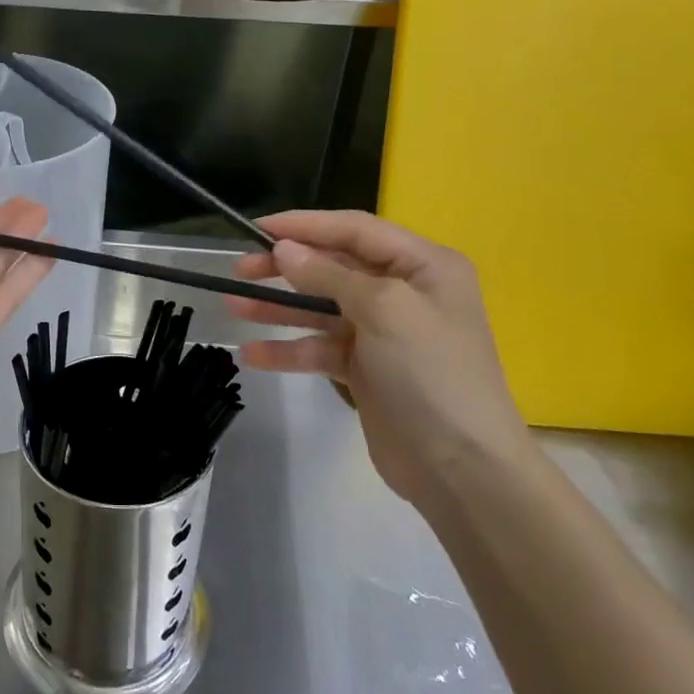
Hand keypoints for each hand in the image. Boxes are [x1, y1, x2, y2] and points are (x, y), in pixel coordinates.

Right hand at [227, 210, 532, 501]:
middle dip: (285, 267)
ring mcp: (384, 332)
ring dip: (278, 308)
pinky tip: (253, 354)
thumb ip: (329, 275)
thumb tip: (284, 250)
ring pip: (321, 308)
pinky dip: (289, 349)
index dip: (304, 225)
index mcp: (423, 265)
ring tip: (232, 305)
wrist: (462, 468)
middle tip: (240, 269)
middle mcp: (404, 291)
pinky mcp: (366, 369)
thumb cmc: (431, 373)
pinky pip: (320, 348)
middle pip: (333, 267)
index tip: (256, 229)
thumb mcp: (384, 310)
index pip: (354, 229)